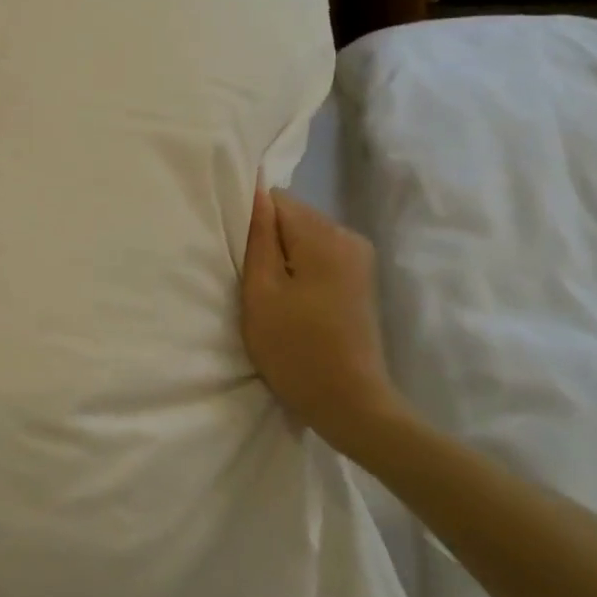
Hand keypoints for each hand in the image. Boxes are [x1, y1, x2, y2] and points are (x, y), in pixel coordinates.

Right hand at [241, 185, 404, 458]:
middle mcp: (348, 236)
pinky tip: (291, 300)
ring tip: (268, 293)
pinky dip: (300, 269)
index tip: (236, 254)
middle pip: (293, 216)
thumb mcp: (262, 293)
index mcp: (324, 236)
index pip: (276, 200)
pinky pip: (319, 255)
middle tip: (249, 279)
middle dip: (267, 239)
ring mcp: (359, 258)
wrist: (350, 404)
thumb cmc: (296, 350)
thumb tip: (254, 192)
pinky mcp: (360, 278)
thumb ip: (258, 238)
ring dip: (282, 256)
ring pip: (304, 236)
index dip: (250, 222)